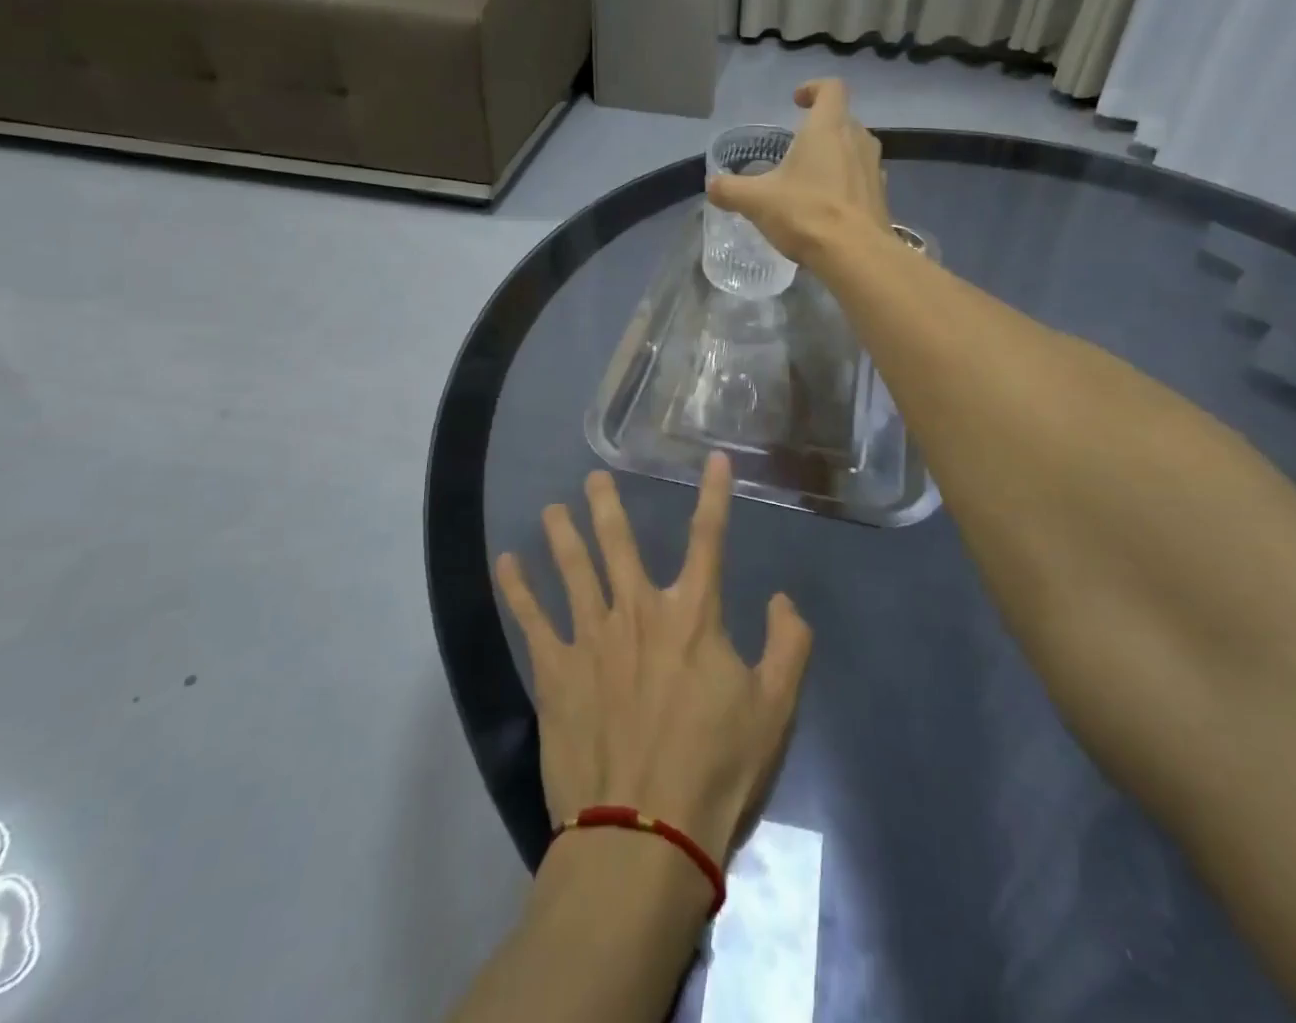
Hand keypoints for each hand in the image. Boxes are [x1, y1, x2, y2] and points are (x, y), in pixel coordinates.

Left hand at [494, 455, 812, 865]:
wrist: (645, 835)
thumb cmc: (716, 770)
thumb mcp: (775, 710)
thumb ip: (788, 646)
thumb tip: (783, 600)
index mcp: (693, 615)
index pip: (709, 539)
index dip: (715, 495)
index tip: (714, 460)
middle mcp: (639, 611)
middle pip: (620, 543)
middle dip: (607, 506)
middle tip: (593, 477)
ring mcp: (592, 638)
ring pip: (573, 570)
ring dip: (561, 535)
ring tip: (550, 509)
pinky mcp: (556, 672)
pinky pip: (532, 619)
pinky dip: (518, 588)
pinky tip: (507, 564)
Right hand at [705, 79, 891, 263]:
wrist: (856, 254)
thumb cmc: (806, 213)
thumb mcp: (756, 201)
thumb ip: (731, 189)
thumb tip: (712, 185)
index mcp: (828, 127)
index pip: (831, 88)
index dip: (813, 88)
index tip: (796, 101)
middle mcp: (857, 139)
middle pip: (842, 119)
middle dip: (820, 127)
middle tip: (796, 147)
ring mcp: (873, 168)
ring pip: (854, 148)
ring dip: (835, 155)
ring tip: (810, 177)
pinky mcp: (880, 196)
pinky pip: (861, 178)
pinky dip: (845, 183)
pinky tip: (827, 206)